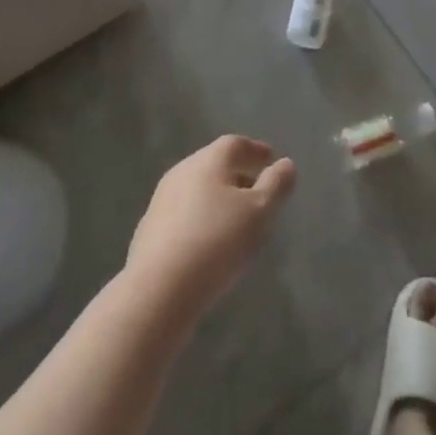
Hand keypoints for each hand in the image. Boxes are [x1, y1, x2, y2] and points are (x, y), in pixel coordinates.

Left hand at [125, 136, 296, 318]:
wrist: (157, 290)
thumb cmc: (216, 242)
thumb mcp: (259, 212)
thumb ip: (276, 185)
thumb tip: (286, 164)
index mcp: (208, 160)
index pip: (236, 144)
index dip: (256, 150)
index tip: (271, 160)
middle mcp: (182, 172)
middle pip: (215, 165)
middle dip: (239, 175)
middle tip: (258, 192)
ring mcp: (161, 201)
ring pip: (198, 191)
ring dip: (219, 199)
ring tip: (238, 221)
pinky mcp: (149, 231)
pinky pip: (184, 215)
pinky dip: (202, 219)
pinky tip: (210, 243)